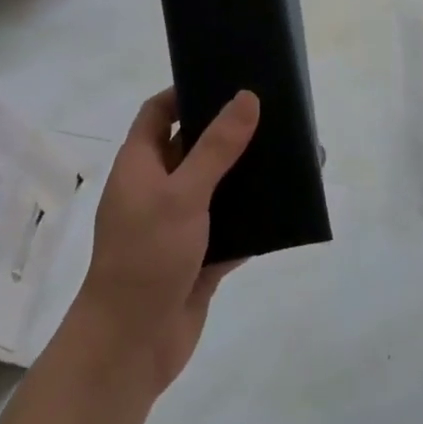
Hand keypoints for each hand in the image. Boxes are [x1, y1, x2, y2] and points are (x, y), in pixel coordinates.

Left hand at [67, 87, 259, 394]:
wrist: (131, 345)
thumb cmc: (146, 256)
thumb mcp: (182, 194)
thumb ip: (217, 147)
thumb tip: (247, 97)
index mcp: (141, 164)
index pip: (159, 112)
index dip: (186, 91)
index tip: (227, 78)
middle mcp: (158, 189)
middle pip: (194, 147)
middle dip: (229, 132)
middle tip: (273, 112)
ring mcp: (179, 225)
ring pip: (218, 188)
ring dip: (247, 176)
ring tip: (290, 153)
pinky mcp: (200, 257)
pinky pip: (233, 228)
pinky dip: (255, 219)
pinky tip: (289, 205)